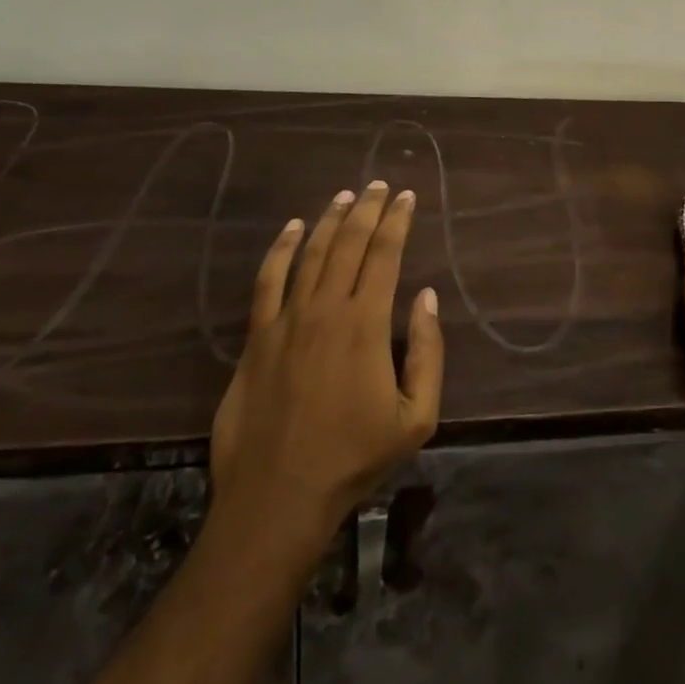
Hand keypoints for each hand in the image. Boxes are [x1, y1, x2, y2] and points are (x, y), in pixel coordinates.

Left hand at [209, 181, 443, 558]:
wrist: (278, 499)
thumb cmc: (354, 459)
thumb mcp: (417, 416)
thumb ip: (427, 352)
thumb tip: (426, 297)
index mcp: (367, 325)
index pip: (385, 255)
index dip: (398, 221)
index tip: (407, 196)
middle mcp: (326, 310)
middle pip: (349, 244)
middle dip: (368, 209)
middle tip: (380, 184)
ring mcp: (287, 322)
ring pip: (311, 254)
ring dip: (330, 220)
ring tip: (345, 195)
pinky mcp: (257, 339)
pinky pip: (268, 281)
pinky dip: (280, 249)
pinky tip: (292, 228)